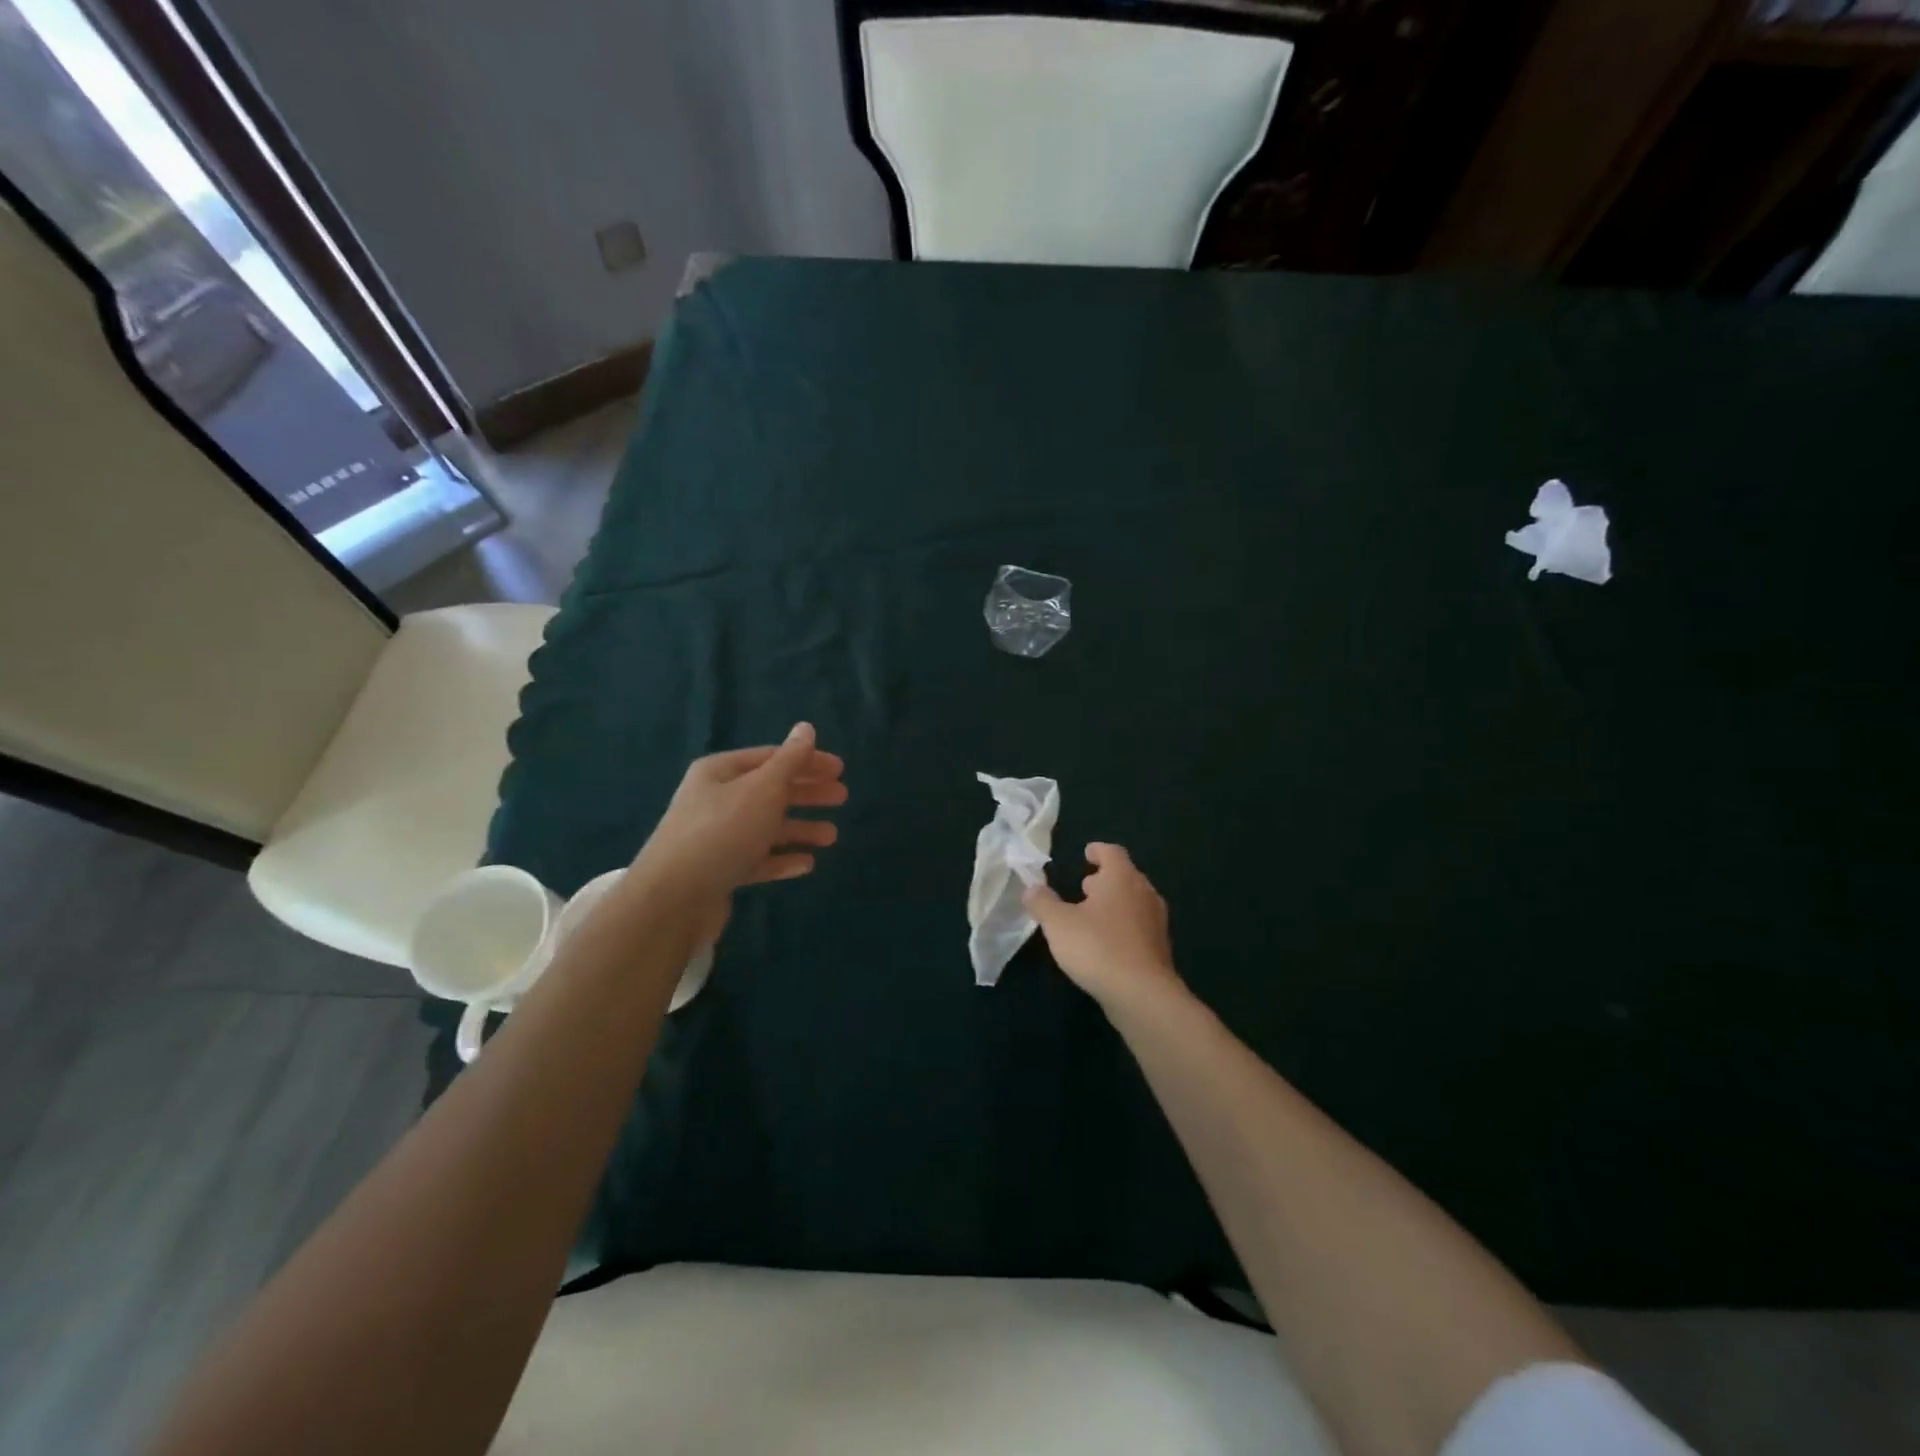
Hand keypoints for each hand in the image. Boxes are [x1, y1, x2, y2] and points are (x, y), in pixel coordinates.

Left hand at [627, 723, 845, 939]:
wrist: (673, 899)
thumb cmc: (723, 832)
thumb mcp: (763, 789)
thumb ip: (790, 760)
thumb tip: (806, 727)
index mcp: (720, 772)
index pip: (771, 757)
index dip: (807, 760)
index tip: (840, 769)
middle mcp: (715, 800)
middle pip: (770, 790)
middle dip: (806, 793)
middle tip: (842, 797)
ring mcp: (716, 837)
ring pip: (766, 827)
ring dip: (800, 828)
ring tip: (831, 837)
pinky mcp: (719, 871)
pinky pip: (757, 859)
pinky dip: (782, 859)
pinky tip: (807, 864)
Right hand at [1025, 843, 1181, 1010]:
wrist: (1142, 995)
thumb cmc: (1097, 947)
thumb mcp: (1058, 924)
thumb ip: (1042, 903)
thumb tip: (1032, 888)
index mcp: (1122, 878)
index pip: (1113, 852)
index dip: (1098, 850)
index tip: (1087, 853)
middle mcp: (1144, 893)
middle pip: (1126, 876)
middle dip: (1105, 879)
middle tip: (1084, 887)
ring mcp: (1156, 922)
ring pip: (1134, 902)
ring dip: (1115, 904)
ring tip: (1092, 915)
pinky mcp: (1160, 949)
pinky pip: (1139, 927)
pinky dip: (1123, 927)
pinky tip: (1106, 944)